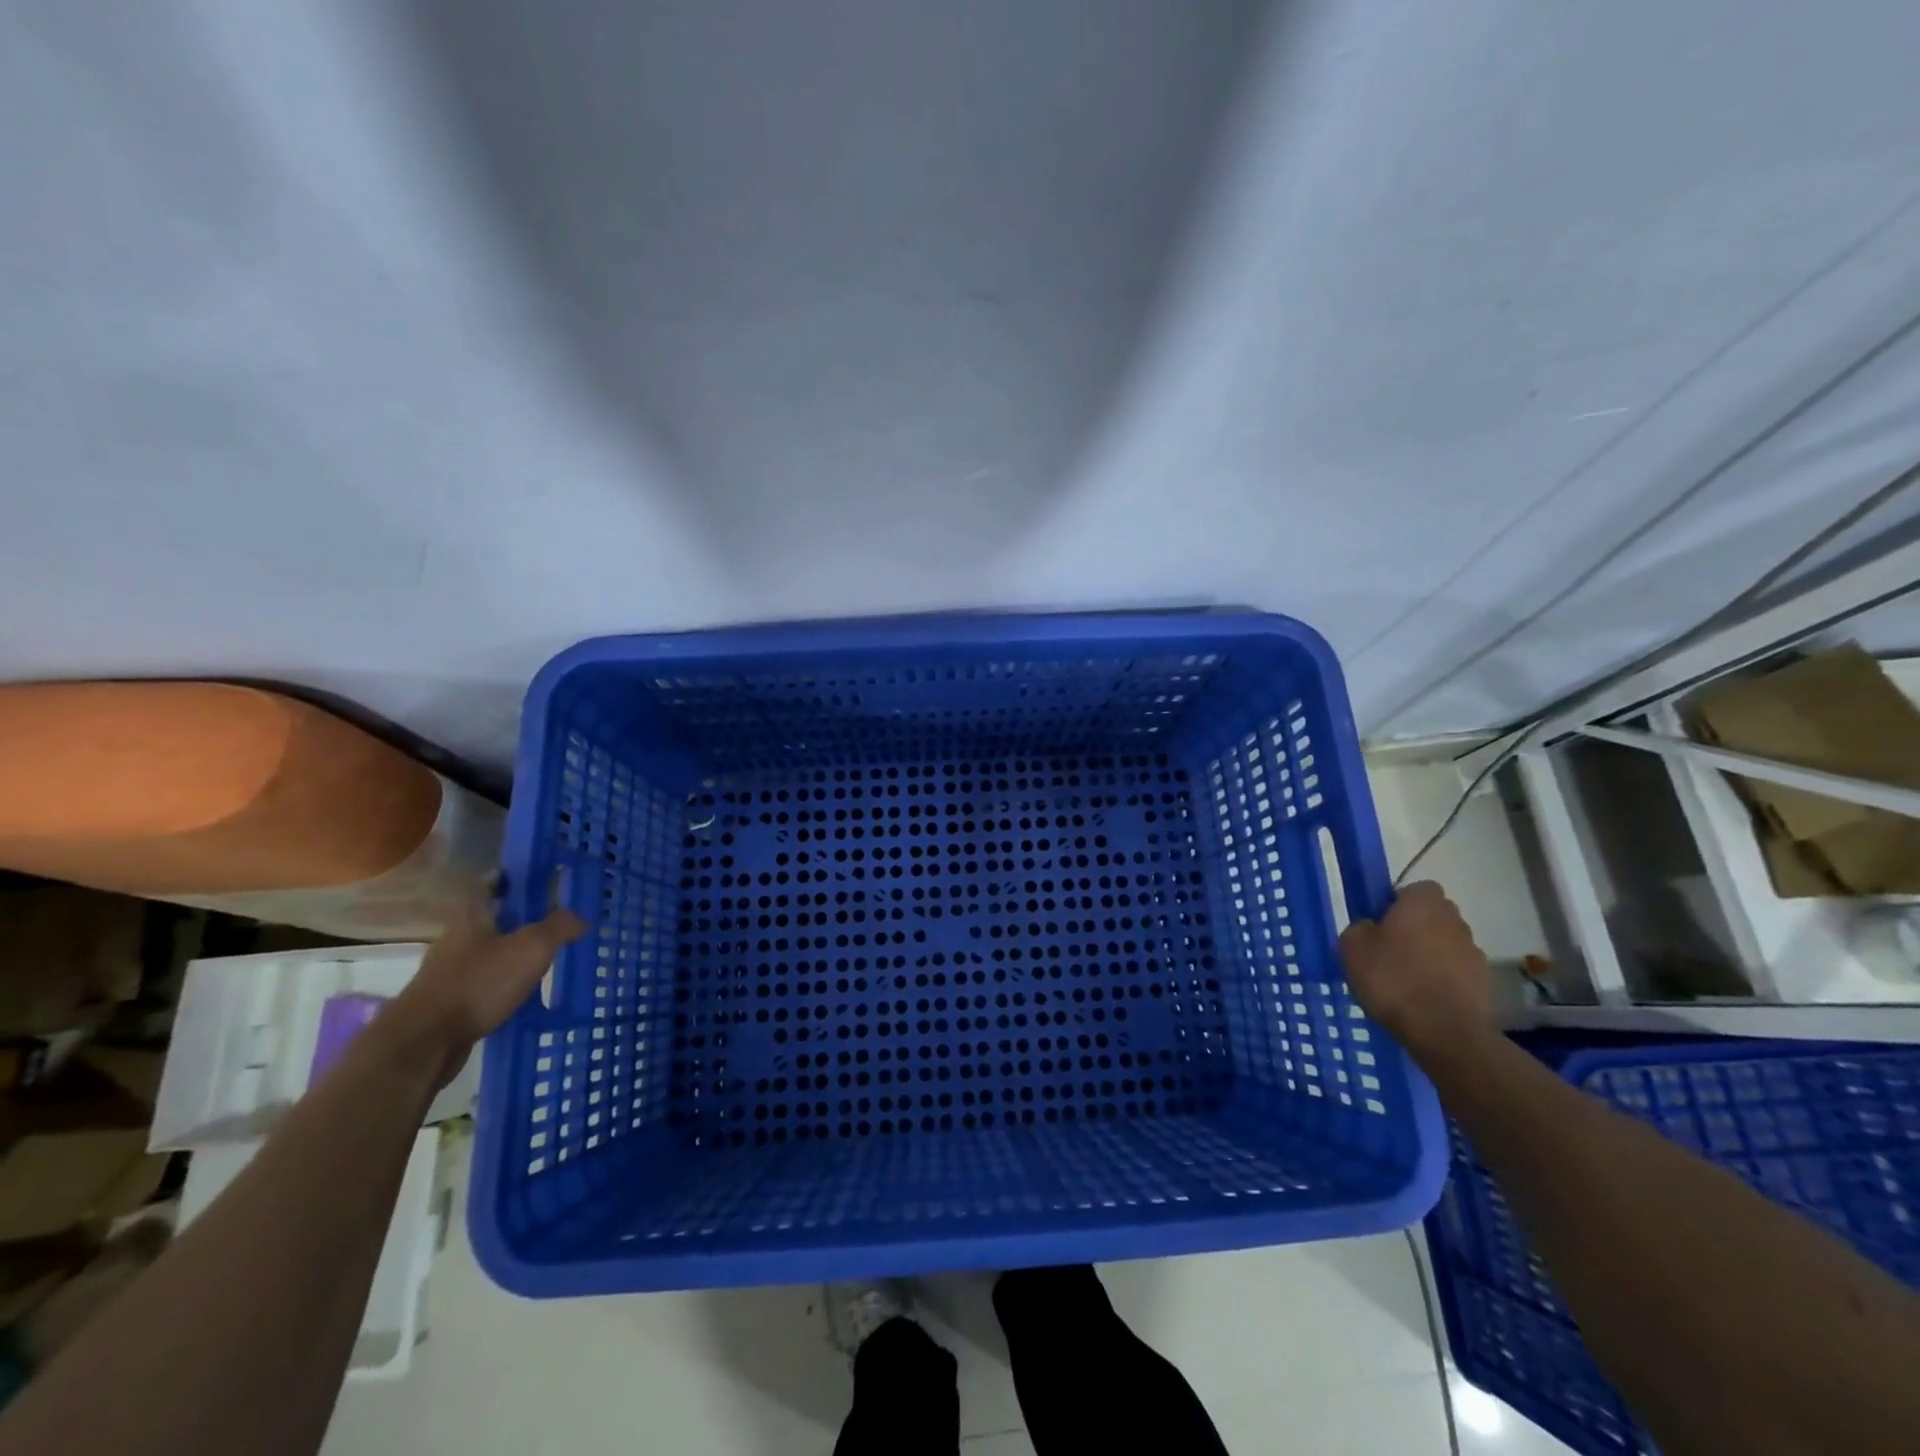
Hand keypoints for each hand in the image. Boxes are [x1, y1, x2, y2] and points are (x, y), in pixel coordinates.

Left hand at [386, 891, 587, 1084]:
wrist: (425, 1043)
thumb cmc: (479, 983)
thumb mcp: (531, 949)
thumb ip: (558, 928)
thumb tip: (580, 918)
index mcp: (472, 915)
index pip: (493, 882)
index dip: (516, 876)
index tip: (543, 877)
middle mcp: (458, 937)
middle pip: (494, 917)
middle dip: (522, 916)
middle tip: (556, 917)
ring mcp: (451, 970)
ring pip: (491, 950)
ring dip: (516, 950)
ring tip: (549, 955)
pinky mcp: (451, 1000)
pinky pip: (486, 981)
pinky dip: (507, 981)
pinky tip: (528, 991)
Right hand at [1338, 880, 1491, 1057]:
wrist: (1443, 1031)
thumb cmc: (1393, 978)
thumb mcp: (1352, 947)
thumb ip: (1360, 928)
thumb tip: (1371, 928)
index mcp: (1423, 903)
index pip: (1417, 889)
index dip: (1399, 902)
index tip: (1382, 923)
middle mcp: (1454, 919)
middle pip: (1435, 915)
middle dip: (1417, 927)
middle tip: (1391, 949)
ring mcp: (1473, 951)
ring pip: (1447, 943)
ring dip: (1432, 953)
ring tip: (1408, 979)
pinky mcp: (1484, 982)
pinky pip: (1457, 971)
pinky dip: (1444, 979)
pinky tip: (1425, 998)